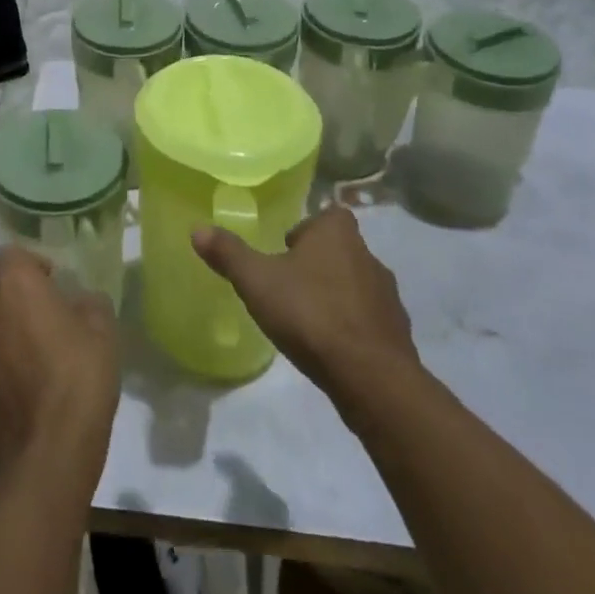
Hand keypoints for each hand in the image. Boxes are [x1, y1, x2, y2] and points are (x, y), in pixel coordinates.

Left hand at [0, 247, 119, 474]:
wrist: (48, 455)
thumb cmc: (78, 377)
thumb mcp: (102, 327)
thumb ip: (88, 302)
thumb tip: (79, 302)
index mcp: (12, 284)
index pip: (11, 253)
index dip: (33, 264)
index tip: (56, 282)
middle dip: (18, 295)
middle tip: (50, 314)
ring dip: (7, 330)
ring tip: (39, 354)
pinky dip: (2, 366)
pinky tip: (28, 389)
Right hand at [193, 206, 418, 398]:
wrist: (372, 378)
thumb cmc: (311, 314)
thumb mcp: (257, 281)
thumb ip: (228, 254)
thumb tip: (197, 228)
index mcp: (337, 233)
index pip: (328, 215)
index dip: (308, 229)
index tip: (285, 250)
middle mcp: (368, 256)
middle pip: (340, 249)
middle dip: (318, 263)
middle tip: (288, 285)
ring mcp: (388, 296)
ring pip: (356, 284)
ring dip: (336, 295)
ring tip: (307, 318)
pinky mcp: (397, 333)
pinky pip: (369, 320)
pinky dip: (353, 327)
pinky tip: (332, 347)